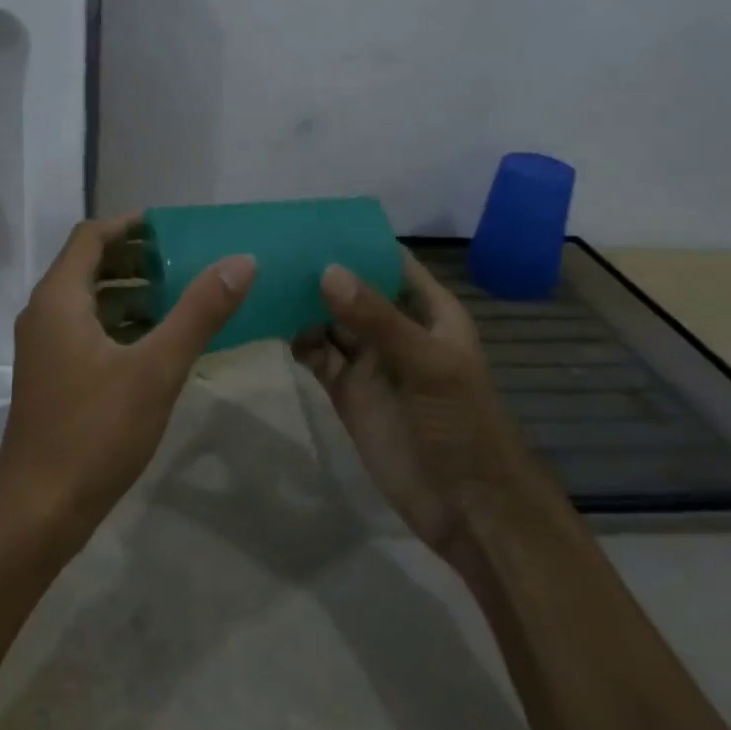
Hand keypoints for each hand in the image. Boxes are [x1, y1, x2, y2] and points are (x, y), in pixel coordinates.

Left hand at [0, 215, 256, 552]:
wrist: (38, 511)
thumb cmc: (94, 432)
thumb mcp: (155, 369)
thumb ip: (199, 313)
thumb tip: (241, 261)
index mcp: (59, 299)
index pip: (91, 236)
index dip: (130, 225)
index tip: (174, 228)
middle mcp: (45, 314)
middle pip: (90, 265)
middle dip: (137, 258)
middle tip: (186, 261)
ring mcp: (46, 347)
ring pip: (91, 301)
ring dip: (132, 292)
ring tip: (181, 297)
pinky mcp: (53, 376)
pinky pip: (89, 331)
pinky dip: (122, 324)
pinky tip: (158, 343)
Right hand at [294, 250, 526, 555]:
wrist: (467, 507)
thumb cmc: (461, 424)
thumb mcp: (426, 364)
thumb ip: (377, 318)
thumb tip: (326, 271)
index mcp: (428, 311)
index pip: (390, 262)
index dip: (357, 242)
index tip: (312, 222)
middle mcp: (395, 329)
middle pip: (353, 289)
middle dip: (319, 271)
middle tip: (272, 249)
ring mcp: (369, 362)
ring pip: (330, 320)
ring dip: (302, 305)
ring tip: (262, 283)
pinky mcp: (347, 392)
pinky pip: (317, 356)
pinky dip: (298, 342)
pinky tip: (274, 329)